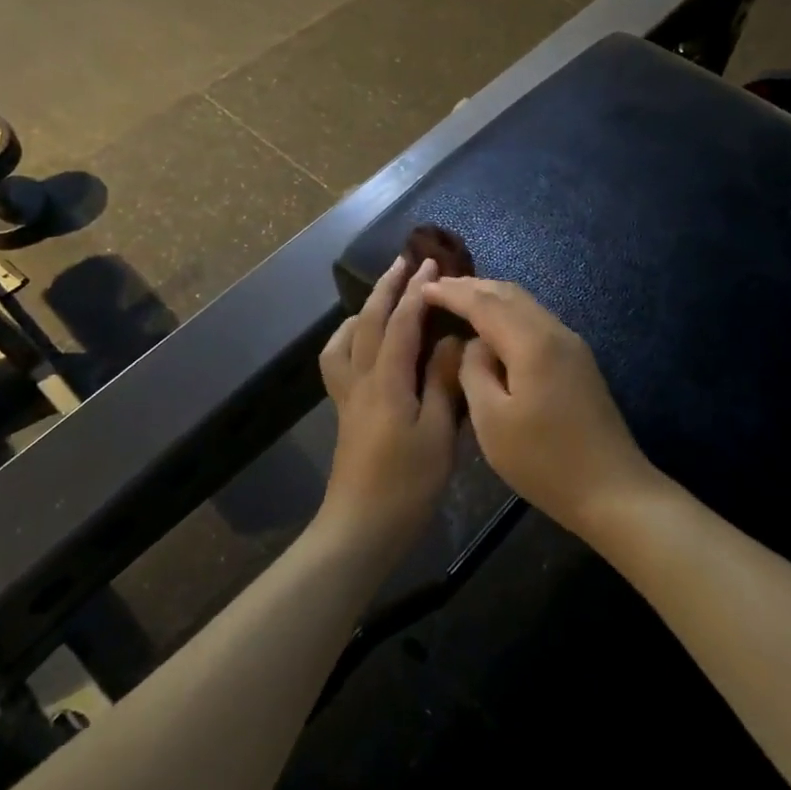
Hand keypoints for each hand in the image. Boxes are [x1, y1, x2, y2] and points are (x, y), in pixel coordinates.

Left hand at [317, 257, 464, 554]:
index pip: (402, 322)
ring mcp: (348, 395)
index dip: (418, 291)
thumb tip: (450, 341)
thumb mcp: (437, 434)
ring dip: (366, 309)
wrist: (360, 528)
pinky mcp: (345, 411)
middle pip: (368, 320)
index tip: (434, 265)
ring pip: (347, 337)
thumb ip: (441, 382)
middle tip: (407, 261)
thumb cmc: (406, 485)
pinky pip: (339, 360)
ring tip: (384, 297)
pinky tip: (364, 345)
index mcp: (387, 381)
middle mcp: (361, 378)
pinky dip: (349, 338)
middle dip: (388, 287)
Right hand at [421, 277, 655, 537]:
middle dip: (472, 287)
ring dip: (492, 298)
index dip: (452, 293)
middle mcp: (555, 332)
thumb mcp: (492, 421)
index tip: (423, 289)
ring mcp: (572, 345)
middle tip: (438, 288)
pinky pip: (536, 322)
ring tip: (461, 301)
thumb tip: (474, 345)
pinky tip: (493, 329)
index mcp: (532, 343)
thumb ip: (475, 371)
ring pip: (526, 305)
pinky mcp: (578, 361)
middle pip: (509, 294)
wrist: (612, 489)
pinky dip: (509, 315)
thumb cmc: (544, 461)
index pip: (484, 303)